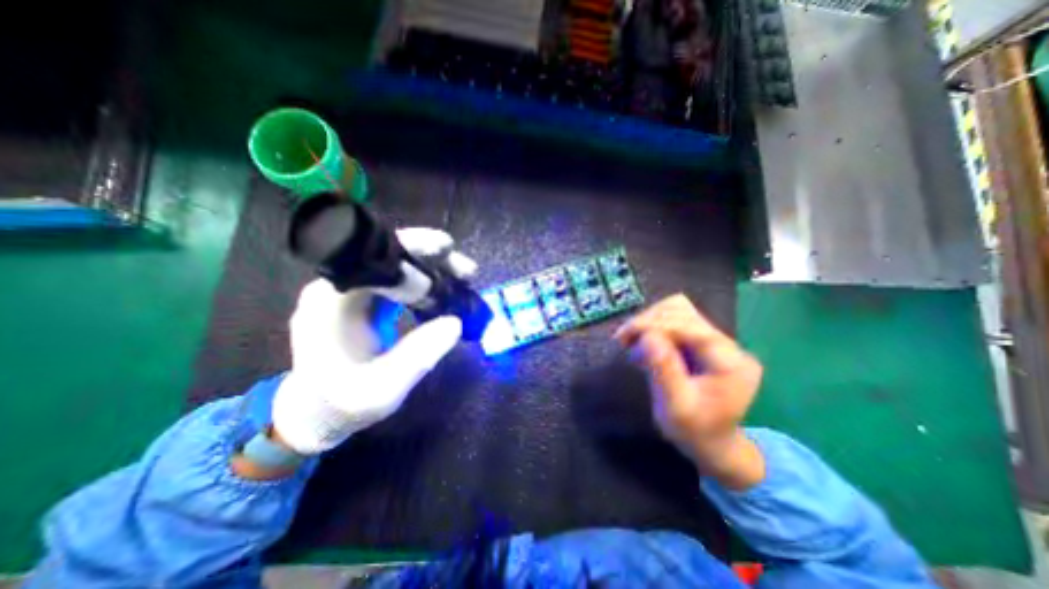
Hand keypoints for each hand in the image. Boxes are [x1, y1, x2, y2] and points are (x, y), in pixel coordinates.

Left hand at [272, 228, 479, 453]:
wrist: (316, 412)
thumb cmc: (342, 405)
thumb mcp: (382, 390)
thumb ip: (417, 357)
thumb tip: (456, 323)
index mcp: (331, 302)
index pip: (373, 257)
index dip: (411, 247)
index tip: (446, 249)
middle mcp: (338, 287)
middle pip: (388, 254)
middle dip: (431, 256)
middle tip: (467, 270)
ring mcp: (351, 291)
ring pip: (396, 264)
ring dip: (432, 266)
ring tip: (464, 277)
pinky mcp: (364, 299)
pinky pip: (399, 279)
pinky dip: (425, 280)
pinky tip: (446, 288)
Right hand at [617, 291, 768, 488]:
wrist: (711, 443)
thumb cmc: (694, 431)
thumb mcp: (675, 407)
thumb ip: (664, 371)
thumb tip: (646, 336)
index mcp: (730, 363)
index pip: (690, 327)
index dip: (655, 324)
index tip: (625, 335)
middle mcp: (728, 345)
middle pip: (683, 311)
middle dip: (648, 321)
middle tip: (624, 340)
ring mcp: (716, 341)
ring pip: (677, 311)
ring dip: (649, 322)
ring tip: (631, 341)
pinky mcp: (703, 342)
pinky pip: (674, 321)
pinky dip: (653, 327)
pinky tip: (643, 343)